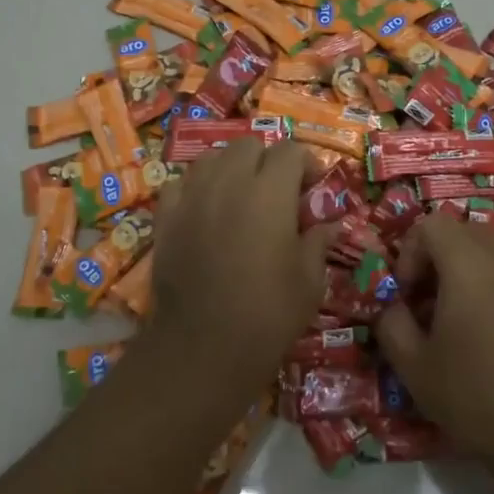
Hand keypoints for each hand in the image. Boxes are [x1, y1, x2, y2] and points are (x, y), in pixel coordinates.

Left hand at [145, 142, 334, 388]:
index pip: (291, 151)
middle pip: (248, 146)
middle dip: (267, 161)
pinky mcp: (165, 218)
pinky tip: (204, 211)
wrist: (203, 347)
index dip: (307, 164)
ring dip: (230, 169)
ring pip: (211, 158)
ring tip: (239, 198)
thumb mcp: (310, 281)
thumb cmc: (268, 314)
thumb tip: (328, 225)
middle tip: (277, 194)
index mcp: (270, 192)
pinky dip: (195, 189)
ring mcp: (192, 197)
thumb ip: (318, 242)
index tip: (312, 190)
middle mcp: (228, 182)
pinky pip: (179, 184)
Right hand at [376, 214, 493, 464]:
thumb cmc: (479, 396)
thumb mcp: (415, 368)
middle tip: (431, 300)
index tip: (407, 292)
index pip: (431, 225)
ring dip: (475, 264)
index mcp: (468, 262)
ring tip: (467, 306)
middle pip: (465, 231)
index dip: (411, 251)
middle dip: (441, 257)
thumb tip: (394, 306)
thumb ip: (392, 325)